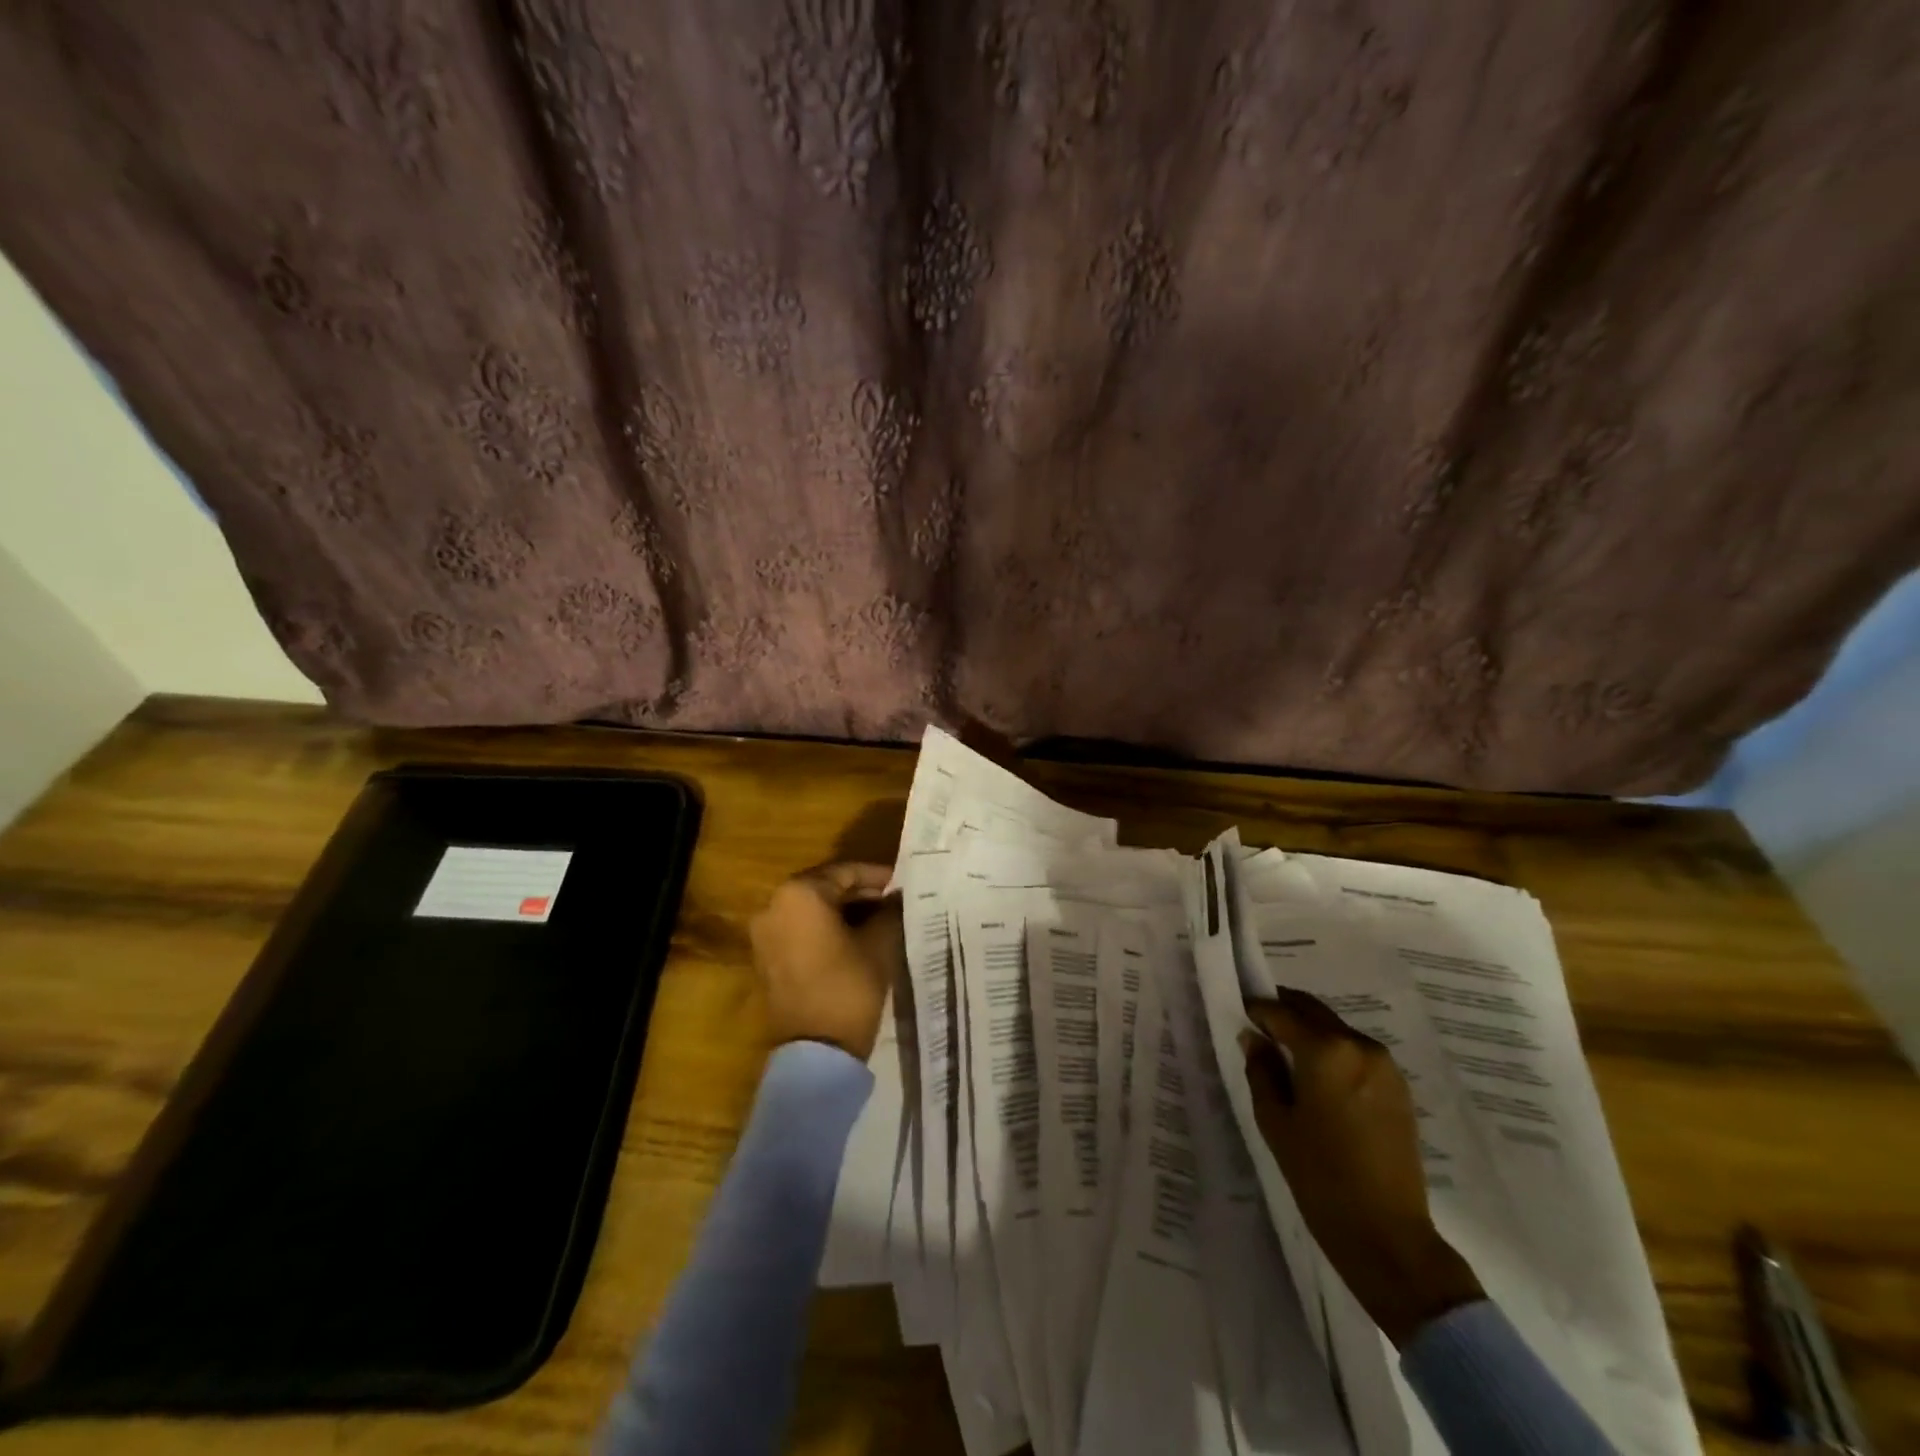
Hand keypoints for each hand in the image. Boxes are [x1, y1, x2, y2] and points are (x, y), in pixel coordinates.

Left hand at [749, 863, 900, 1059]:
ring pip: (811, 909)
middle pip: (825, 887)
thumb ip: (890, 911)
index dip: (878, 876)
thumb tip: (897, 898)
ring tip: (878, 920)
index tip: (903, 883)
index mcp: (799, 893)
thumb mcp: (880, 942)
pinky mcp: (764, 958)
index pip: (846, 872)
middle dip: (860, 893)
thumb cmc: (849, 985)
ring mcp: (764, 933)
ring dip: (842, 911)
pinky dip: (823, 929)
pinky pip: (798, 930)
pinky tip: (853, 939)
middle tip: (893, 901)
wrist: (815, 1050)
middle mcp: (773, 905)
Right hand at [1243, 989, 1483, 1345]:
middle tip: (1259, 1026)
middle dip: (1284, 1011)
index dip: (1256, 1010)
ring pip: (1336, 1029)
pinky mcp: (1399, 1088)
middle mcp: (1358, 1045)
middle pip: (1313, 1011)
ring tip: (1287, 1055)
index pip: (1281, 1012)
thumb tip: (1254, 1039)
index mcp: (1325, 1050)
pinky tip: (1319, 1078)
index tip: (1239, 1013)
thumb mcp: (1275, 1121)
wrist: (1388, 1235)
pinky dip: (1333, 1051)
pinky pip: (1356, 1052)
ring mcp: (1385, 1066)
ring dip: (1310, 1031)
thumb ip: (1261, 1070)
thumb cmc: (1320, 1176)